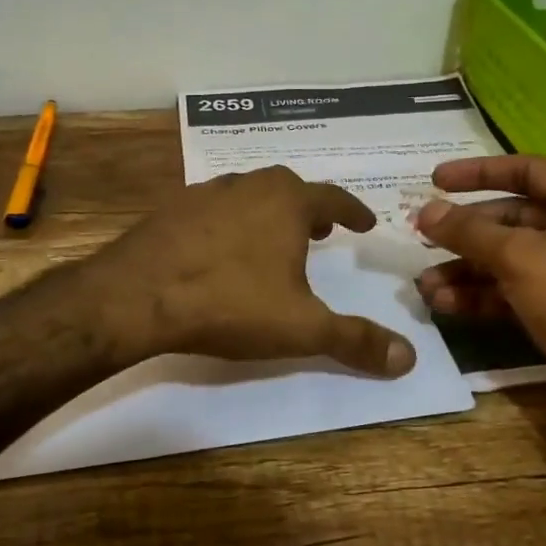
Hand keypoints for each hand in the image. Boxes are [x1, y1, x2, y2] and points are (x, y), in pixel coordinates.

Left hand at [83, 166, 417, 377]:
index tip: (365, 223)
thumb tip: (410, 358)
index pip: (333, 199)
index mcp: (287, 202)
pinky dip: (230, 223)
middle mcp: (249, 186)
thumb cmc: (229, 303)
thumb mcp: (301, 328)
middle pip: (289, 188)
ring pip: (250, 195)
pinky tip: (222, 250)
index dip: (354, 211)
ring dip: (269, 213)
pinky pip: (214, 209)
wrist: (135, 296)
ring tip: (275, 240)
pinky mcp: (171, 210)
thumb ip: (356, 341)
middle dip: (311, 209)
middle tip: (323, 231)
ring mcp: (206, 194)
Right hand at [414, 156, 545, 458]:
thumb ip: (468, 231)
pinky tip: (444, 304)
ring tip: (425, 284)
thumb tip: (425, 211)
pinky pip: (511, 291)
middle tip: (420, 237)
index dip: (477, 173)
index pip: (525, 170)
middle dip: (464, 232)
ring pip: (506, 259)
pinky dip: (479, 296)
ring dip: (465, 269)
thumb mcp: (518, 256)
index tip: (435, 180)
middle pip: (511, 218)